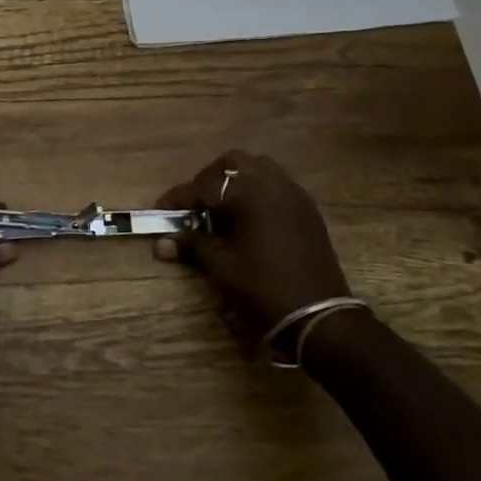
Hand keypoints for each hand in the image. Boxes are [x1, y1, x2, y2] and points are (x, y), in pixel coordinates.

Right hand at [154, 150, 352, 327]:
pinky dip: (257, 192)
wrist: (320, 318)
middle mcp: (274, 184)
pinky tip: (247, 220)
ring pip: (259, 169)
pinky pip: (277, 185)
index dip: (179, 198)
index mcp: (250, 193)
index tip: (160, 211)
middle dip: (210, 179)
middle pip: (234, 162)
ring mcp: (294, 195)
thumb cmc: (264, 289)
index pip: (204, 186)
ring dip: (236, 182)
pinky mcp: (307, 210)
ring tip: (221, 210)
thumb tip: (161, 243)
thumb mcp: (222, 268)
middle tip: (196, 206)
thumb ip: (192, 246)